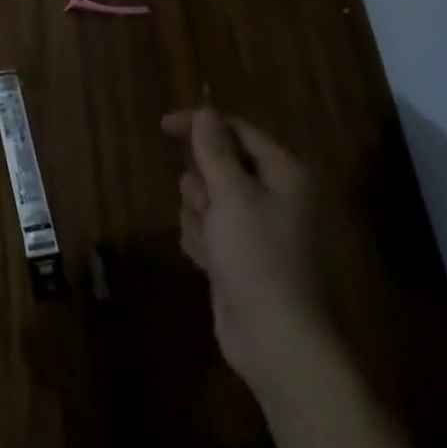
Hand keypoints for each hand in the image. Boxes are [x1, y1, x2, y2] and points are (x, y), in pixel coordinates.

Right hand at [167, 105, 326, 389]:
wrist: (273, 339)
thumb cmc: (257, 256)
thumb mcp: (231, 195)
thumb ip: (213, 150)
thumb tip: (205, 109)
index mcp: (283, 174)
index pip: (237, 130)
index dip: (201, 125)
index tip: (163, 126)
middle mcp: (273, 195)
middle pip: (218, 165)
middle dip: (202, 185)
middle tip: (206, 205)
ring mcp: (255, 226)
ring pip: (207, 198)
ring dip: (198, 216)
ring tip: (211, 243)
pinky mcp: (239, 254)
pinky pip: (206, 228)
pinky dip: (202, 240)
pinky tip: (210, 263)